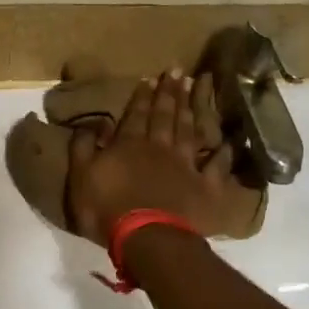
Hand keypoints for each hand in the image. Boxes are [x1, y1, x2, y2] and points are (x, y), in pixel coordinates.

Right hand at [69, 70, 237, 245]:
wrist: (147, 237)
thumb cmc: (107, 209)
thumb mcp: (81, 177)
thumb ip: (83, 148)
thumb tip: (91, 123)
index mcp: (129, 144)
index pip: (136, 114)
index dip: (142, 96)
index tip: (149, 78)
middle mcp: (159, 148)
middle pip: (165, 115)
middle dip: (169, 93)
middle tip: (177, 71)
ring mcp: (185, 165)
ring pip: (188, 131)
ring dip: (190, 109)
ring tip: (194, 89)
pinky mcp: (204, 186)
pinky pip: (216, 166)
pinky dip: (223, 154)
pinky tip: (228, 141)